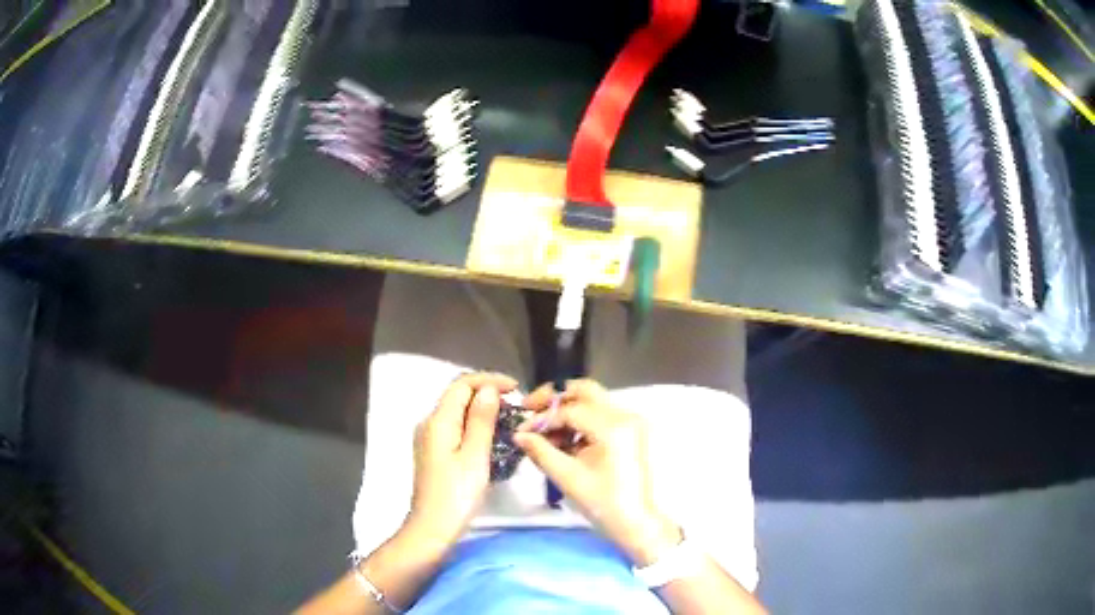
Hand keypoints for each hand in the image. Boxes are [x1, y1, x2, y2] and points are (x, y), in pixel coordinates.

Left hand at [403, 372, 517, 549]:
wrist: (432, 528)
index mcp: (438, 421)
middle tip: (515, 406)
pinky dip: (474, 424)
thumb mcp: (474, 456)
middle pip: (457, 395)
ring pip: (457, 411)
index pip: (462, 384)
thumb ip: (481, 420)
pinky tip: (491, 437)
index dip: (489, 380)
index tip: (516, 390)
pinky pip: (455, 427)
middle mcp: (429, 423)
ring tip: (509, 420)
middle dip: (486, 393)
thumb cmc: (456, 495)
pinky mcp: (434, 452)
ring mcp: (429, 438)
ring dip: (481, 409)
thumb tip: (488, 389)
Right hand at [514, 379, 681, 565]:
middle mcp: (625, 415)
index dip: (541, 418)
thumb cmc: (603, 504)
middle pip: (584, 390)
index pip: (568, 410)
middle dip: (554, 397)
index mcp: (612, 427)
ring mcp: (631, 420)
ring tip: (546, 432)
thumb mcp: (567, 478)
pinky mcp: (631, 430)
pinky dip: (581, 420)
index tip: (521, 430)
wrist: (638, 522)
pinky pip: (601, 414)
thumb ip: (541, 451)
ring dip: (567, 409)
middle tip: (530, 409)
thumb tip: (519, 434)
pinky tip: (565, 440)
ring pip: (593, 400)